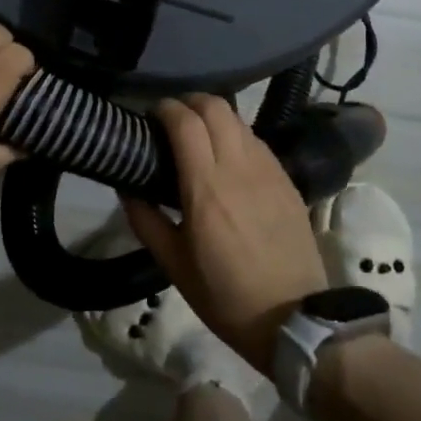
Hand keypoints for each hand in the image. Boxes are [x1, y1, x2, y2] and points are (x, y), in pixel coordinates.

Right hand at [124, 94, 327, 373]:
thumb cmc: (225, 296)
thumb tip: (126, 188)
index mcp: (206, 187)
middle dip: (190, 102)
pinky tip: (229, 158)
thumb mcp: (174, 266)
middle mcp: (238, 167)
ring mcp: (268, 169)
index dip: (165, 108)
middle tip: (173, 120)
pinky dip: (236, 135)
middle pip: (215, 106)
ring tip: (199, 136)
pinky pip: (257, 141)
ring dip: (214, 116)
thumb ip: (146, 220)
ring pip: (238, 119)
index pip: (185, 121)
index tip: (150, 116)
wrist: (294, 318)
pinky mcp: (287, 179)